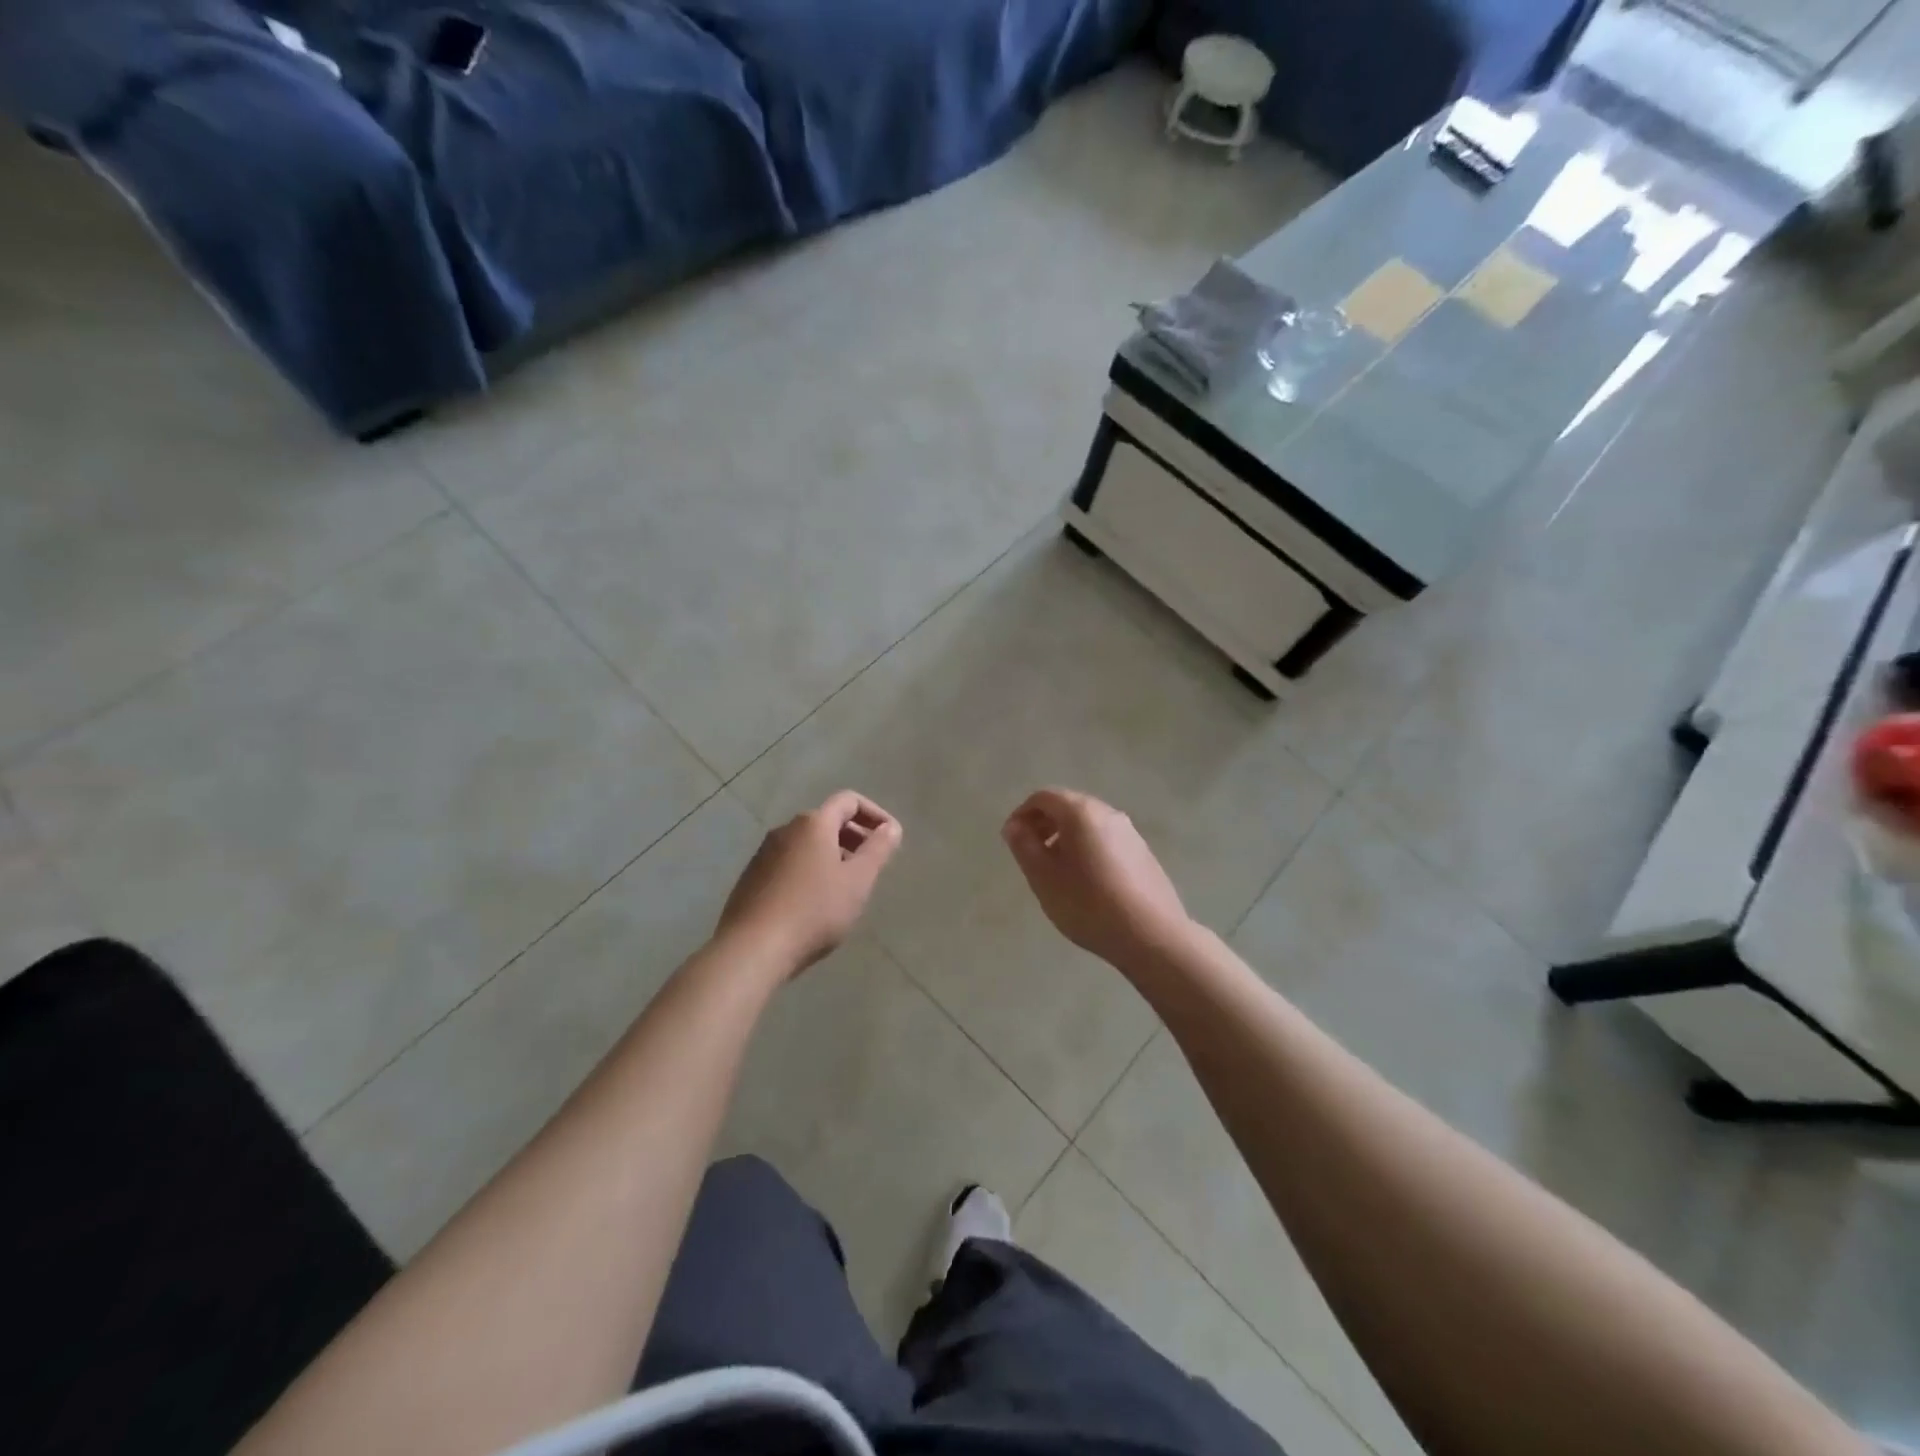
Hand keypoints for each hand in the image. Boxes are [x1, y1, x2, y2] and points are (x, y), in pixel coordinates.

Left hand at [717, 791, 902, 976]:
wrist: (753, 948)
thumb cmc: (814, 911)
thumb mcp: (857, 881)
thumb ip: (878, 850)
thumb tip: (891, 828)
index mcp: (813, 823)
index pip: (849, 801)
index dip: (875, 814)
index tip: (890, 838)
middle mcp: (786, 829)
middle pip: (827, 820)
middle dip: (855, 836)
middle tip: (871, 864)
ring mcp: (764, 853)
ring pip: (807, 843)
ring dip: (832, 855)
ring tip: (846, 887)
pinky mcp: (752, 877)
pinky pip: (789, 863)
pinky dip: (810, 870)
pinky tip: (815, 903)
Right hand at [1002, 788, 1191, 970]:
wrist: (1152, 936)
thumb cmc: (1088, 904)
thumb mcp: (1044, 877)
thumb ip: (1024, 846)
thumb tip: (1014, 826)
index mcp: (1080, 812)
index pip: (1043, 797)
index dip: (1022, 814)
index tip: (1012, 841)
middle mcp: (1108, 813)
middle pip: (1068, 806)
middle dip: (1044, 824)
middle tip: (1031, 855)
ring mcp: (1130, 832)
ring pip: (1088, 824)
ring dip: (1065, 838)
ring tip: (1057, 872)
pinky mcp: (1143, 853)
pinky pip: (1106, 840)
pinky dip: (1087, 849)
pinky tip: (1087, 883)